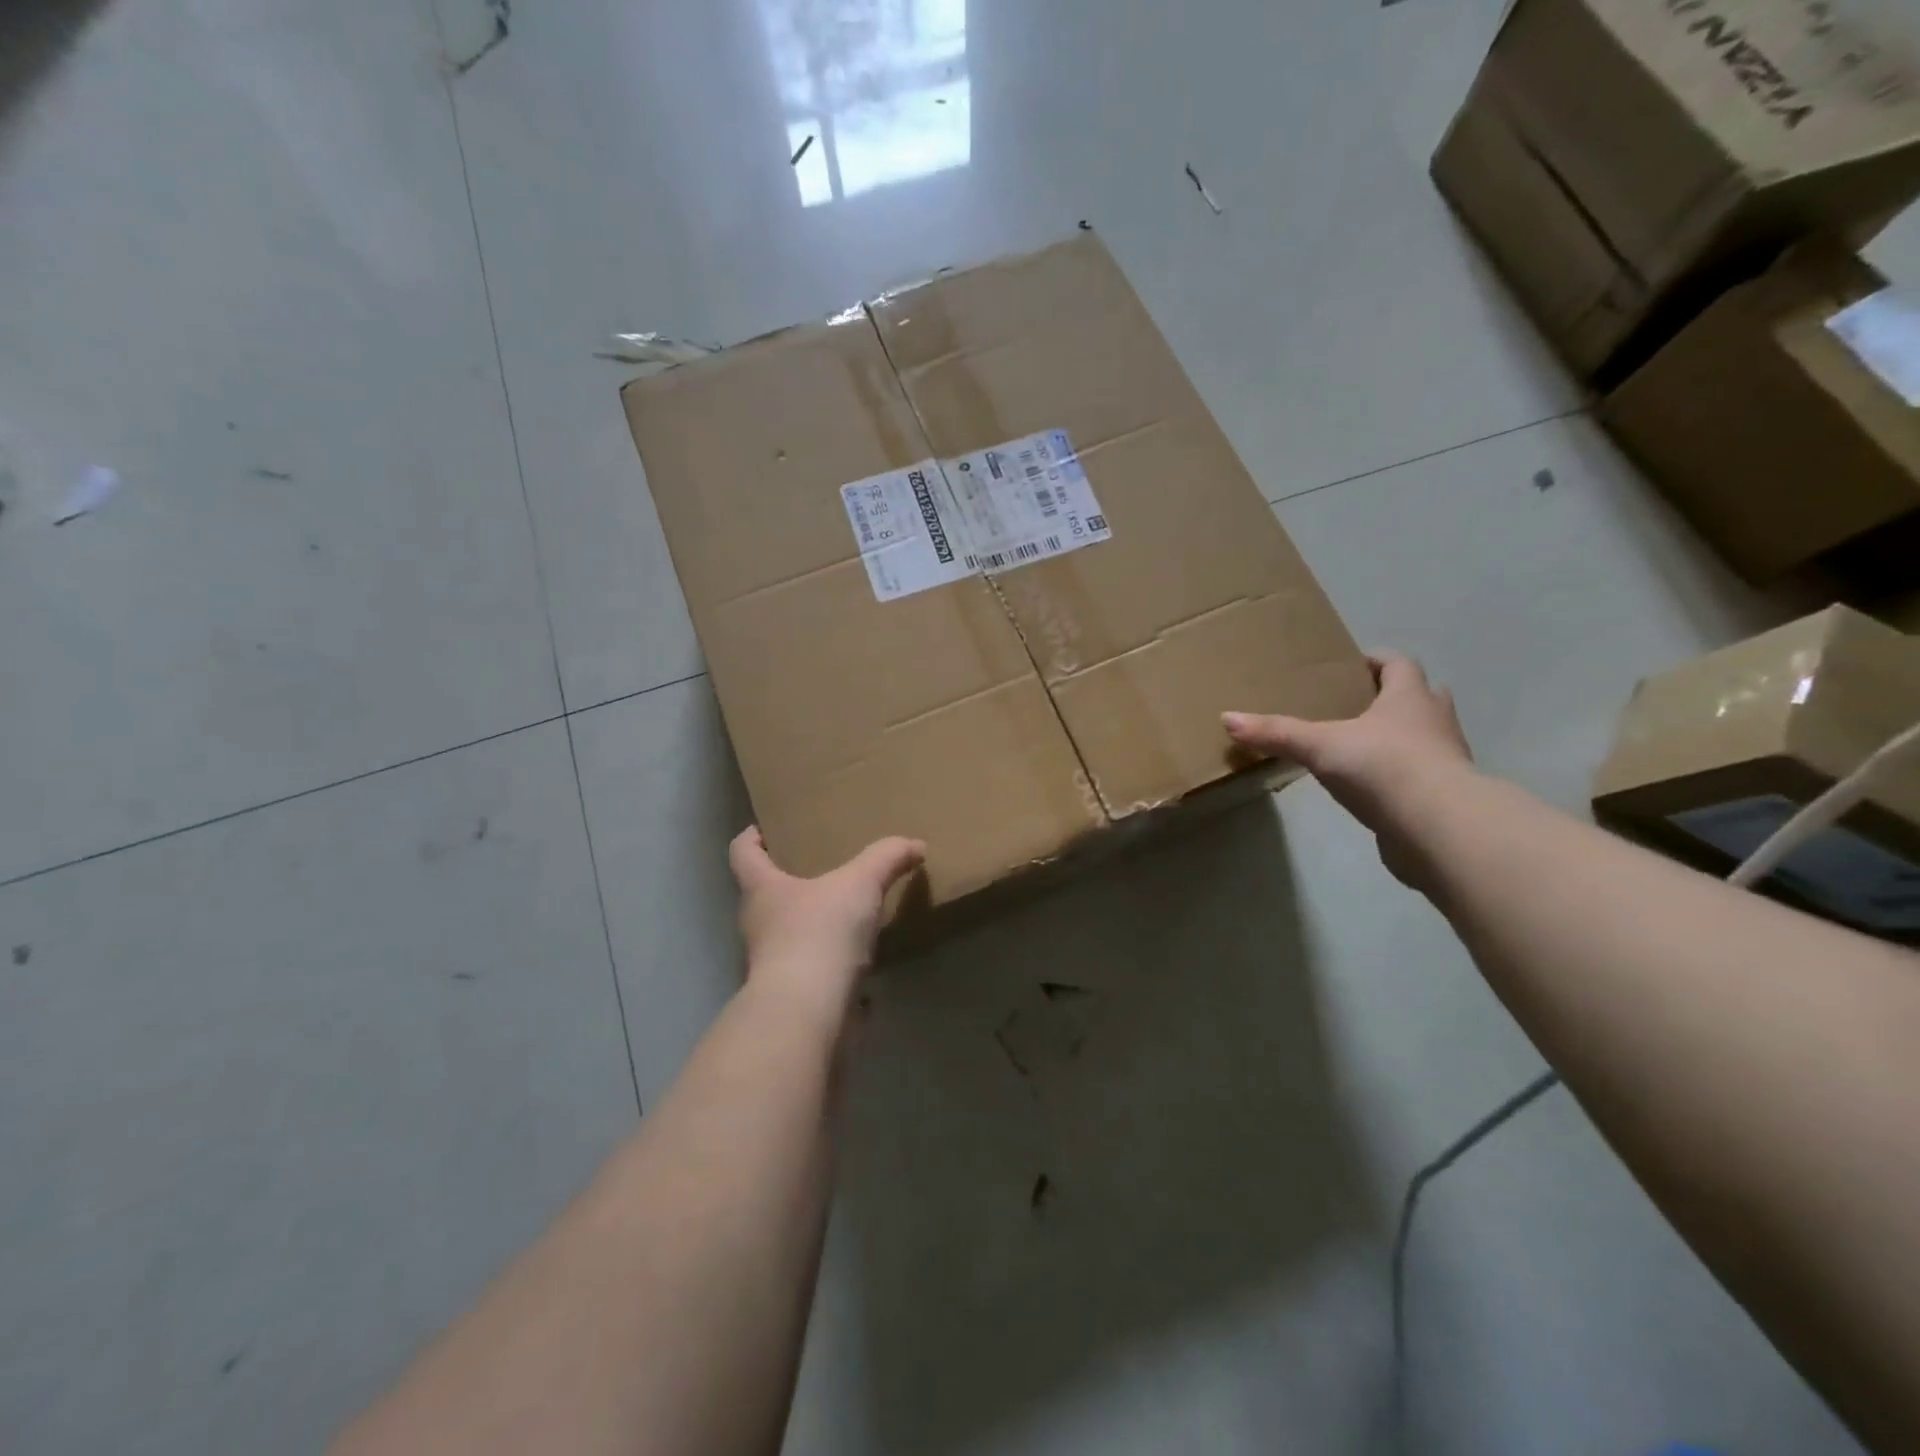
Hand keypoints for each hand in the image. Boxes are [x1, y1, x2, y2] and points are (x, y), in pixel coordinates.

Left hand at [728, 828, 926, 1009]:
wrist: (808, 1014)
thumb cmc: (819, 933)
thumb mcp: (860, 883)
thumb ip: (886, 858)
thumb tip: (915, 844)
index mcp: (762, 890)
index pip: (742, 853)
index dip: (751, 838)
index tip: (767, 829)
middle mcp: (759, 926)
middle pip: (766, 895)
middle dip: (790, 881)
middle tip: (822, 867)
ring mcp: (773, 965)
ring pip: (790, 934)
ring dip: (813, 924)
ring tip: (849, 911)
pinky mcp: (796, 997)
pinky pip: (814, 970)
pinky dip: (833, 963)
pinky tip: (862, 957)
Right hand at [1223, 651, 1472, 885]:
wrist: (1438, 827)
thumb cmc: (1383, 767)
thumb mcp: (1320, 746)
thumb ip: (1276, 733)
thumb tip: (1227, 718)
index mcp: (1409, 697)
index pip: (1398, 664)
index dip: (1377, 660)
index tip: (1353, 665)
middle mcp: (1434, 720)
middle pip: (1421, 696)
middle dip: (1393, 697)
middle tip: (1358, 704)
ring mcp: (1446, 759)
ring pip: (1425, 736)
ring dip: (1401, 736)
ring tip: (1360, 746)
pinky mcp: (1445, 796)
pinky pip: (1421, 775)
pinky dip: (1401, 775)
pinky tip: (1373, 787)